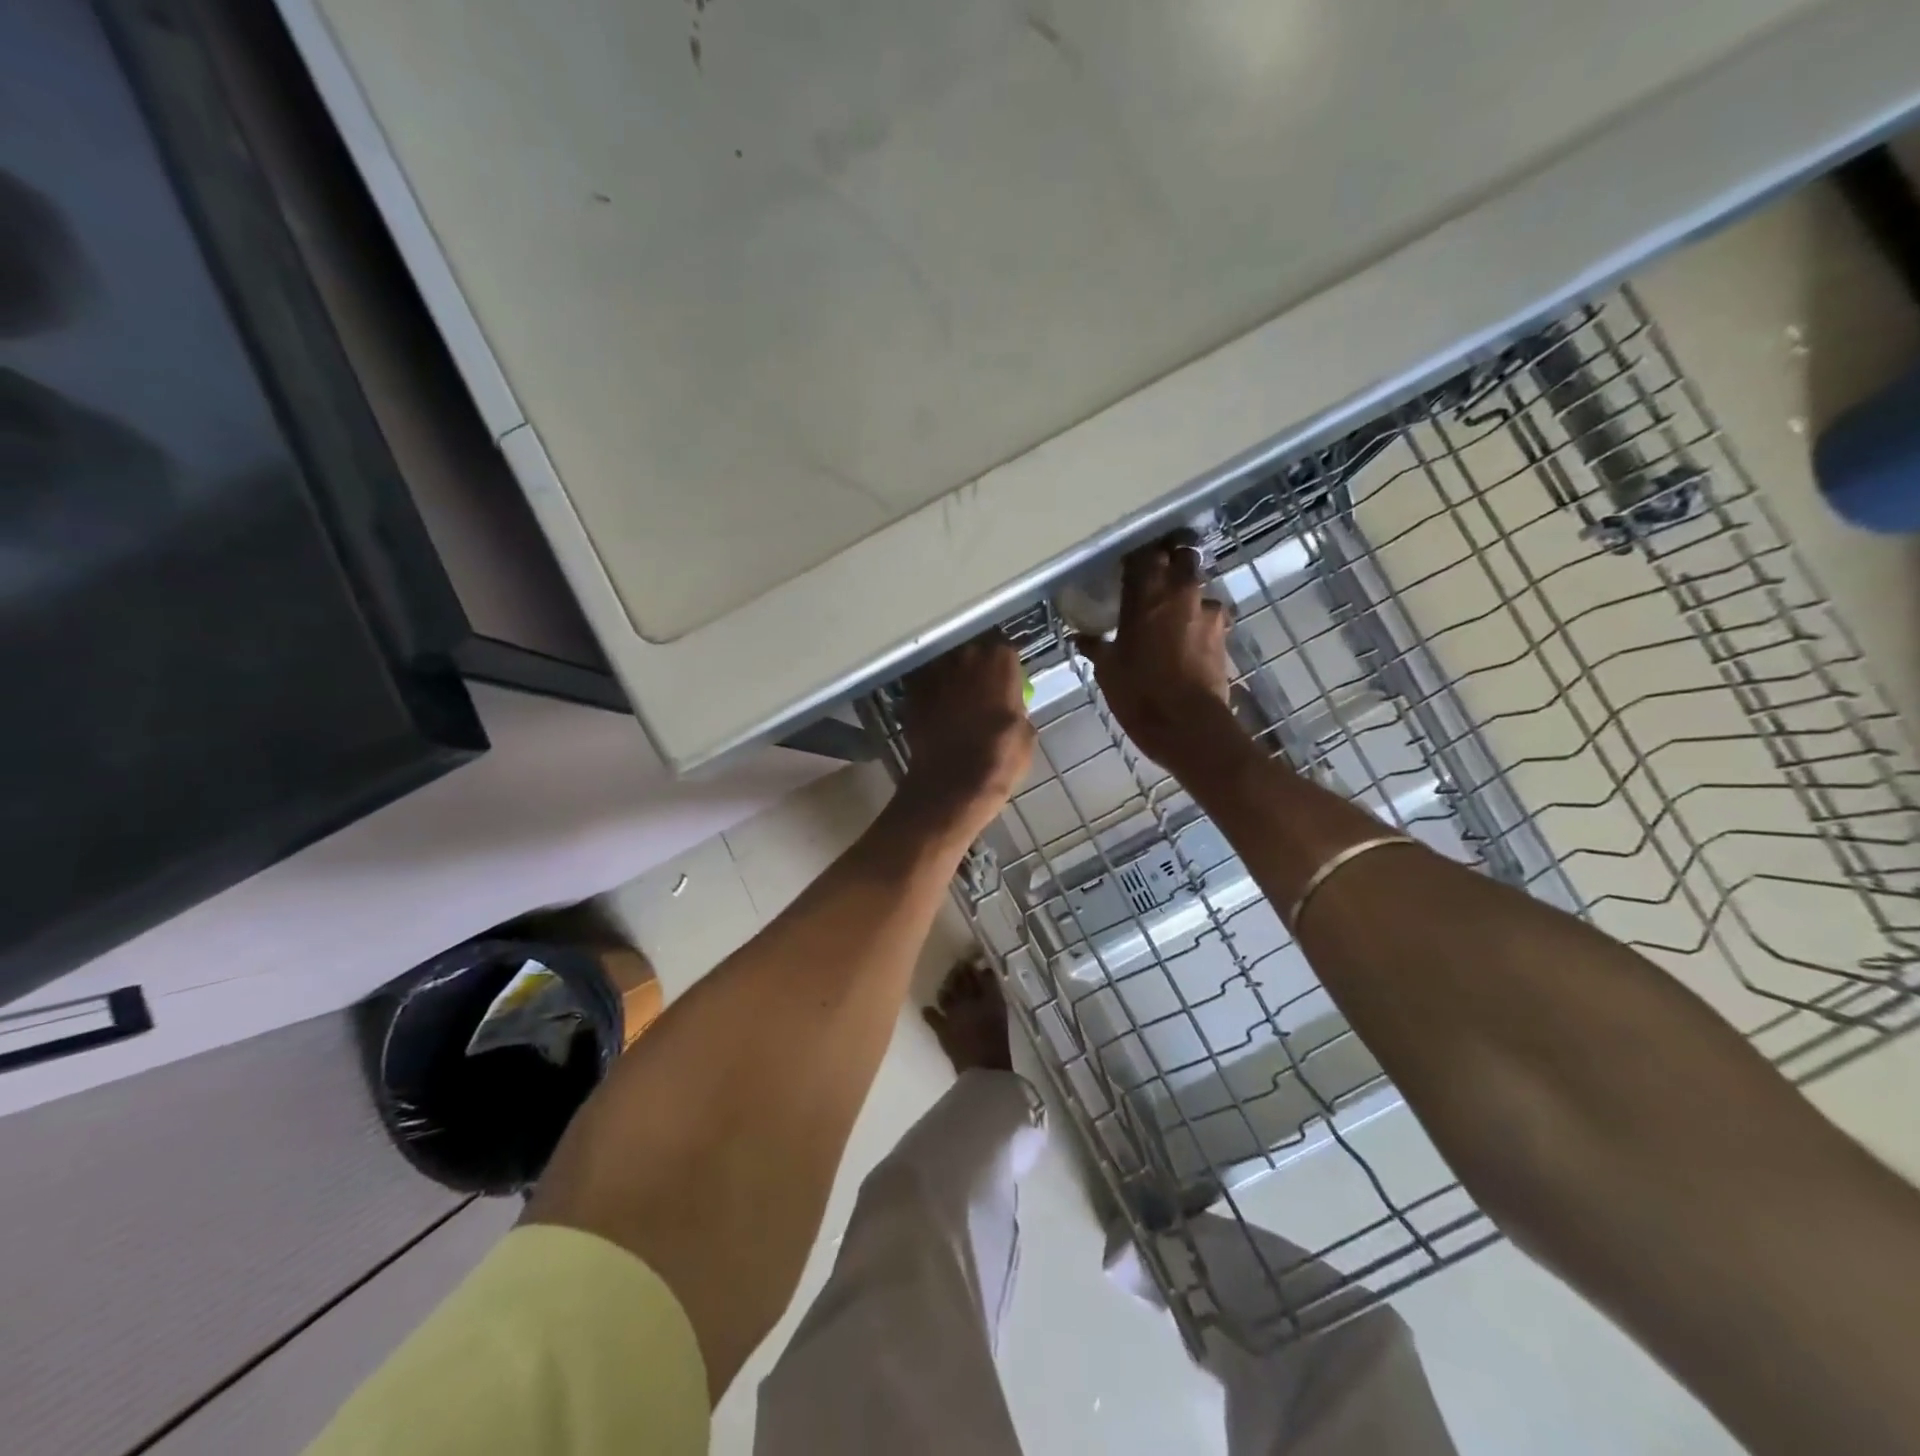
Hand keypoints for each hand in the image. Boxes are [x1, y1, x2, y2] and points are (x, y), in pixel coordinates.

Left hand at [897, 633, 1035, 842]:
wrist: (950, 783)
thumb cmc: (998, 760)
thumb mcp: (1026, 736)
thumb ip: (1018, 710)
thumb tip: (1012, 709)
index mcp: (1000, 664)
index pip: (1005, 652)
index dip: (1003, 668)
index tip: (1005, 683)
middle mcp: (967, 658)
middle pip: (973, 653)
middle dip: (976, 669)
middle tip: (980, 692)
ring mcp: (936, 673)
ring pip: (945, 666)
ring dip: (950, 678)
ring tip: (954, 701)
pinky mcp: (912, 692)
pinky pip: (923, 685)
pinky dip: (928, 694)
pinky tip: (933, 712)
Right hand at [1075, 537, 1236, 771]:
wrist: (1188, 725)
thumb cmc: (1139, 693)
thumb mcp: (1108, 670)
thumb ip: (1096, 646)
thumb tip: (1081, 638)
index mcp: (1148, 592)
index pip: (1143, 555)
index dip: (1136, 560)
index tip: (1127, 569)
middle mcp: (1182, 591)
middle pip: (1181, 557)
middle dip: (1169, 563)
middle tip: (1154, 581)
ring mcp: (1209, 611)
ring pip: (1198, 588)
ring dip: (1186, 596)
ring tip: (1172, 616)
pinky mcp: (1224, 633)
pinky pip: (1209, 616)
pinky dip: (1198, 621)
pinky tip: (1187, 639)